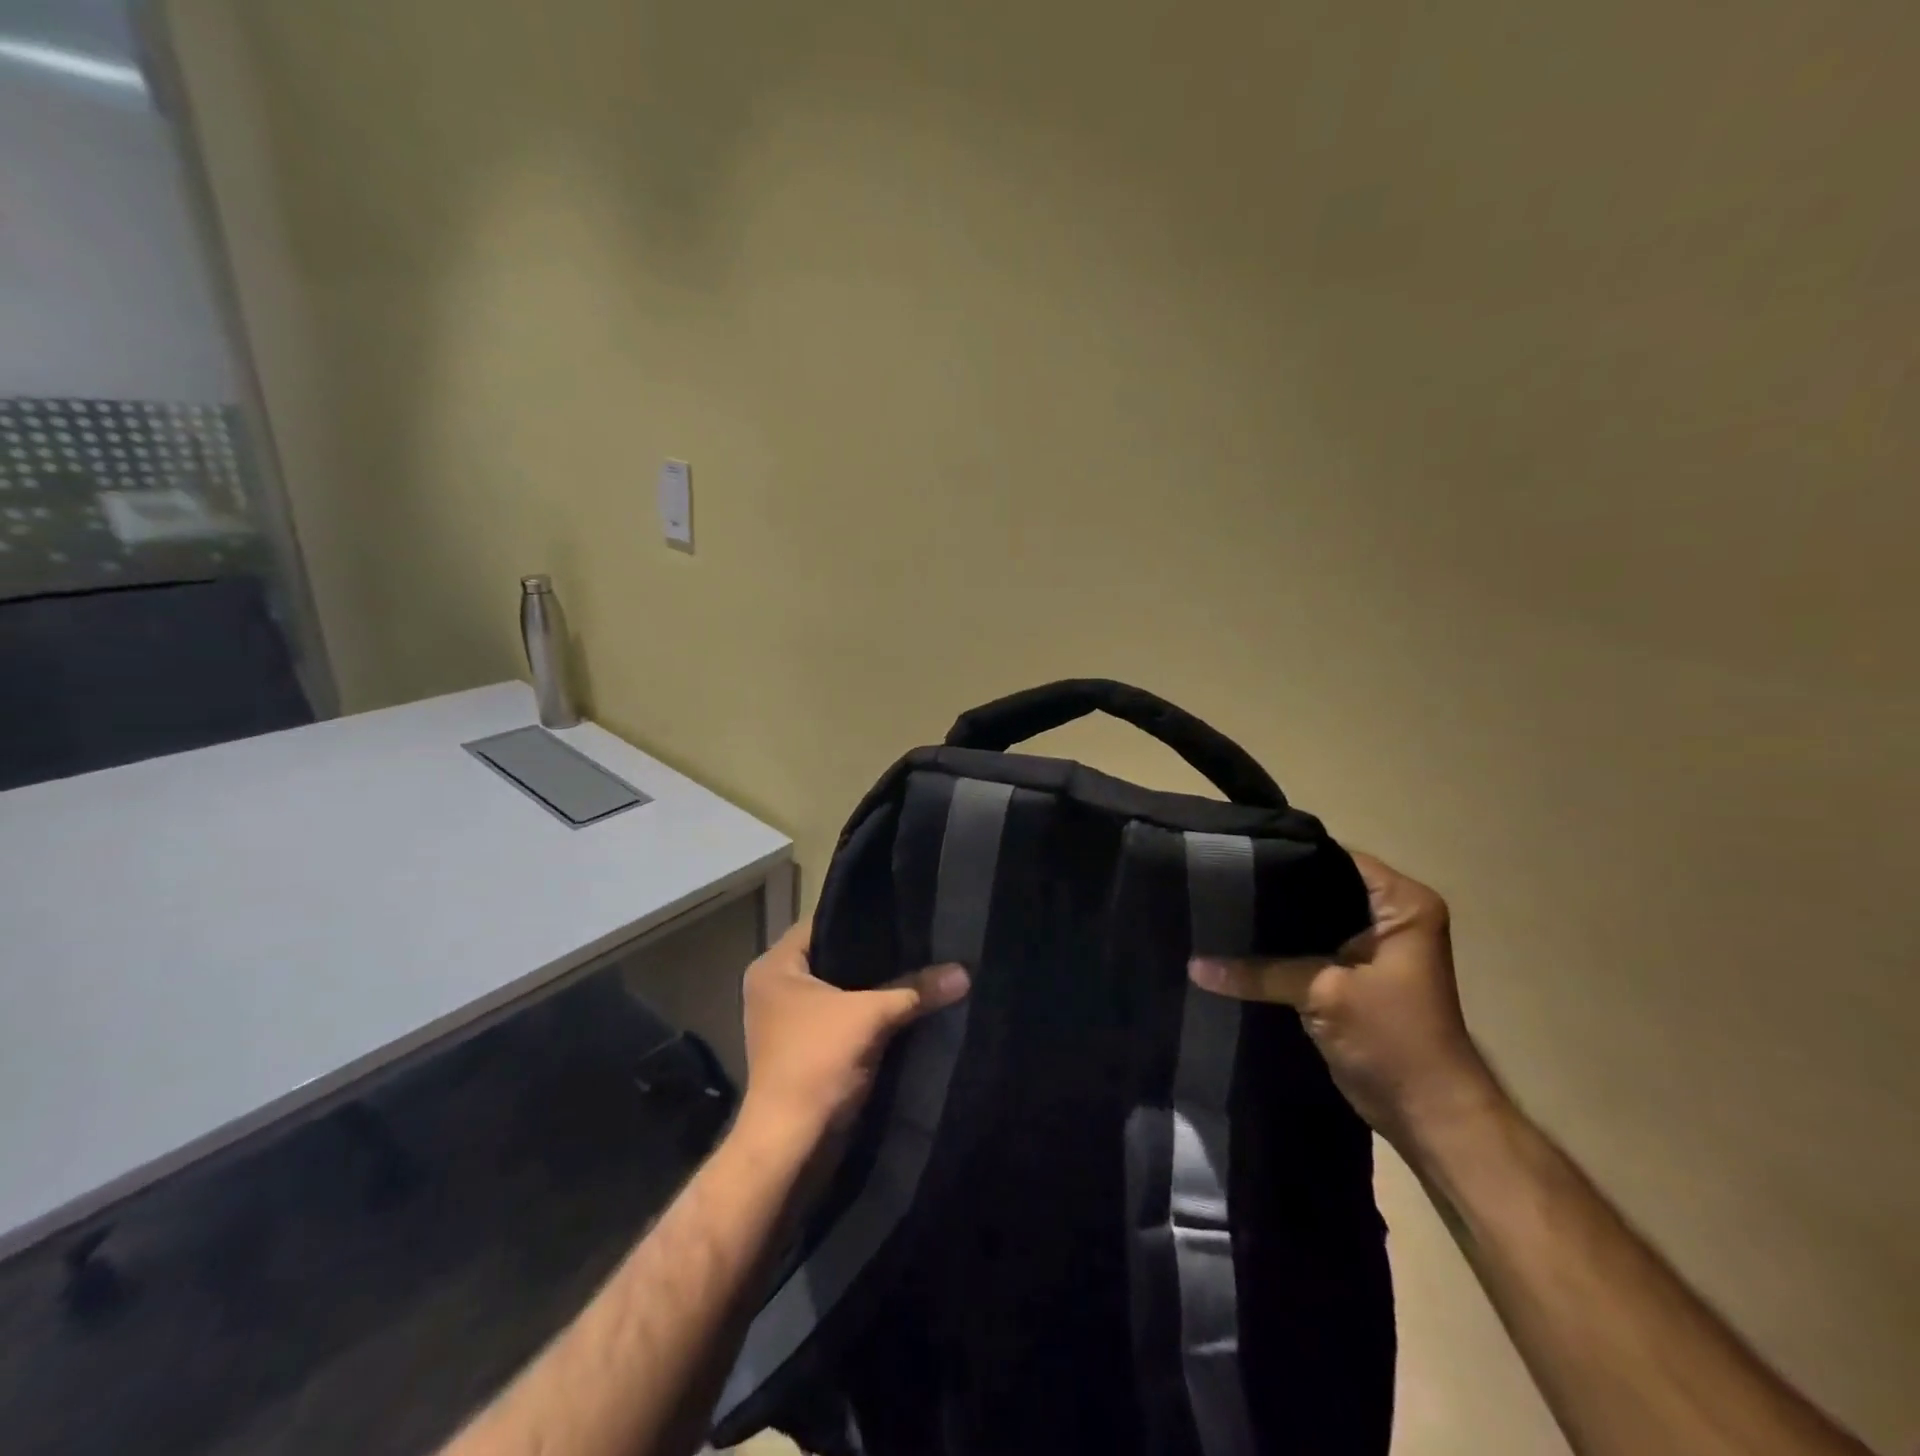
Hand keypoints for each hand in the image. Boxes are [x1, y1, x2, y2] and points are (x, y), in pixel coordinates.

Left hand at [737, 921, 969, 1147]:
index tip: (900, 914)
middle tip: (915, 940)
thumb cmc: (817, 1063)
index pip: (822, 923)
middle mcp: (774, 986)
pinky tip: (901, 1004)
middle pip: (832, 955)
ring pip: (838, 988)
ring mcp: (786, 1019)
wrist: (790, 1144)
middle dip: (873, 954)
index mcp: (775, 966)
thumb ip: (916, 990)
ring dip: (870, 987)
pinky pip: (839, 1015)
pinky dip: (864, 1012)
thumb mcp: (870, 1017)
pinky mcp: (802, 1046)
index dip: (862, 918)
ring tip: (915, 966)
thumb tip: (964, 972)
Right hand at [1189, 851, 1501, 1147]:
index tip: (1231, 856)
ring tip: (1216, 911)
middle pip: (1318, 888)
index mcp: (1401, 904)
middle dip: (1271, 892)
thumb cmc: (1394, 1040)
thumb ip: (1259, 972)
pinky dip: (1278, 952)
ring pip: (1309, 922)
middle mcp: (1389, 916)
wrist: (1429, 1116)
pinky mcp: (1352, 975)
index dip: (1285, 856)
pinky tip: (1235, 946)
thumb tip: (1193, 964)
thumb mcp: (1324, 994)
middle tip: (1214, 883)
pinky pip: (1307, 950)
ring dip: (1272, 926)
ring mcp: (1370, 947)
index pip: (1333, 859)